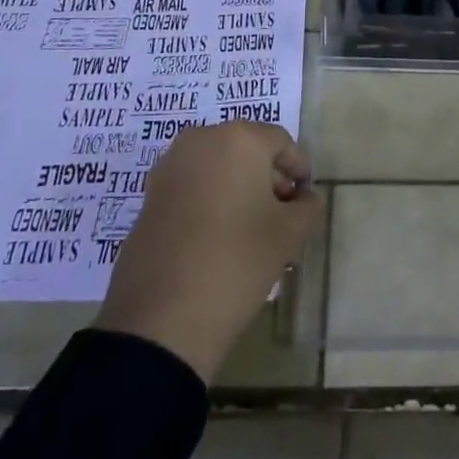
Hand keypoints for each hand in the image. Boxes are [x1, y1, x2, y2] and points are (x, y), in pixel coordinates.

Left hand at [92, 123, 323, 383]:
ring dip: (238, 188)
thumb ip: (308, 207)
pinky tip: (218, 237)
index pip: (281, 143)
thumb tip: (305, 198)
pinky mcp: (150, 195)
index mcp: (239, 139)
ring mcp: (170, 166)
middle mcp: (202, 139)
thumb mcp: (289, 235)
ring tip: (250, 229)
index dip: (298, 170)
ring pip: (218, 166)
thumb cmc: (237, 261)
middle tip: (281, 216)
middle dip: (267, 178)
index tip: (303, 202)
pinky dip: (210, 199)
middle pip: (247, 150)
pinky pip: (193, 184)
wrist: (161, 319)